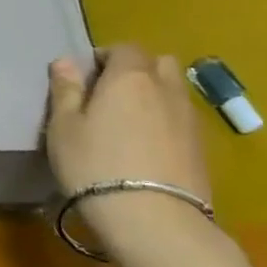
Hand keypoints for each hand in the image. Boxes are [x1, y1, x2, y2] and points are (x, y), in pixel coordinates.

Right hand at [46, 46, 211, 230]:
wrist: (152, 218)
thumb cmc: (94, 165)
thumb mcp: (64, 128)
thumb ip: (65, 91)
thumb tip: (66, 61)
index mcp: (129, 77)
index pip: (124, 48)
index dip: (105, 57)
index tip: (87, 78)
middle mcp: (165, 88)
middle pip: (157, 63)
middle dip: (136, 70)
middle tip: (110, 96)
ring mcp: (189, 118)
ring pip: (173, 90)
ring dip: (154, 96)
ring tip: (129, 123)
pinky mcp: (202, 147)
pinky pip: (182, 119)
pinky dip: (166, 122)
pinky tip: (147, 148)